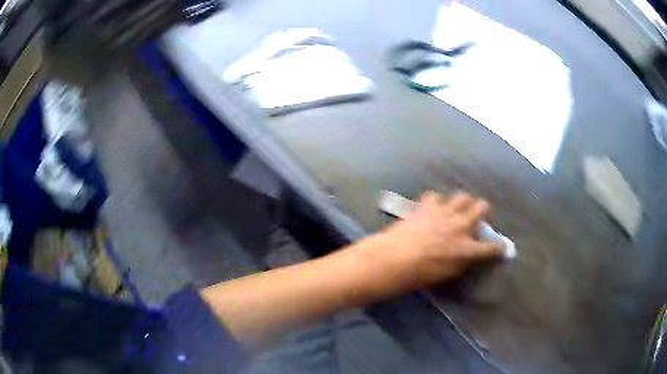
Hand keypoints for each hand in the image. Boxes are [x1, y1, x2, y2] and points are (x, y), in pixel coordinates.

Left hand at [360, 191, 503, 292]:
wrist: (395, 258)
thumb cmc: (420, 274)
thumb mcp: (447, 273)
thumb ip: (462, 261)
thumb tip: (469, 254)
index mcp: (467, 248)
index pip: (491, 248)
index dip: (499, 248)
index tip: (502, 248)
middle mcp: (460, 226)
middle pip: (482, 207)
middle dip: (482, 210)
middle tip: (477, 215)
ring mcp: (445, 212)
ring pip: (462, 196)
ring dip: (462, 202)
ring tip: (457, 208)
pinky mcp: (428, 205)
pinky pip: (436, 196)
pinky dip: (436, 202)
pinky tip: (431, 208)